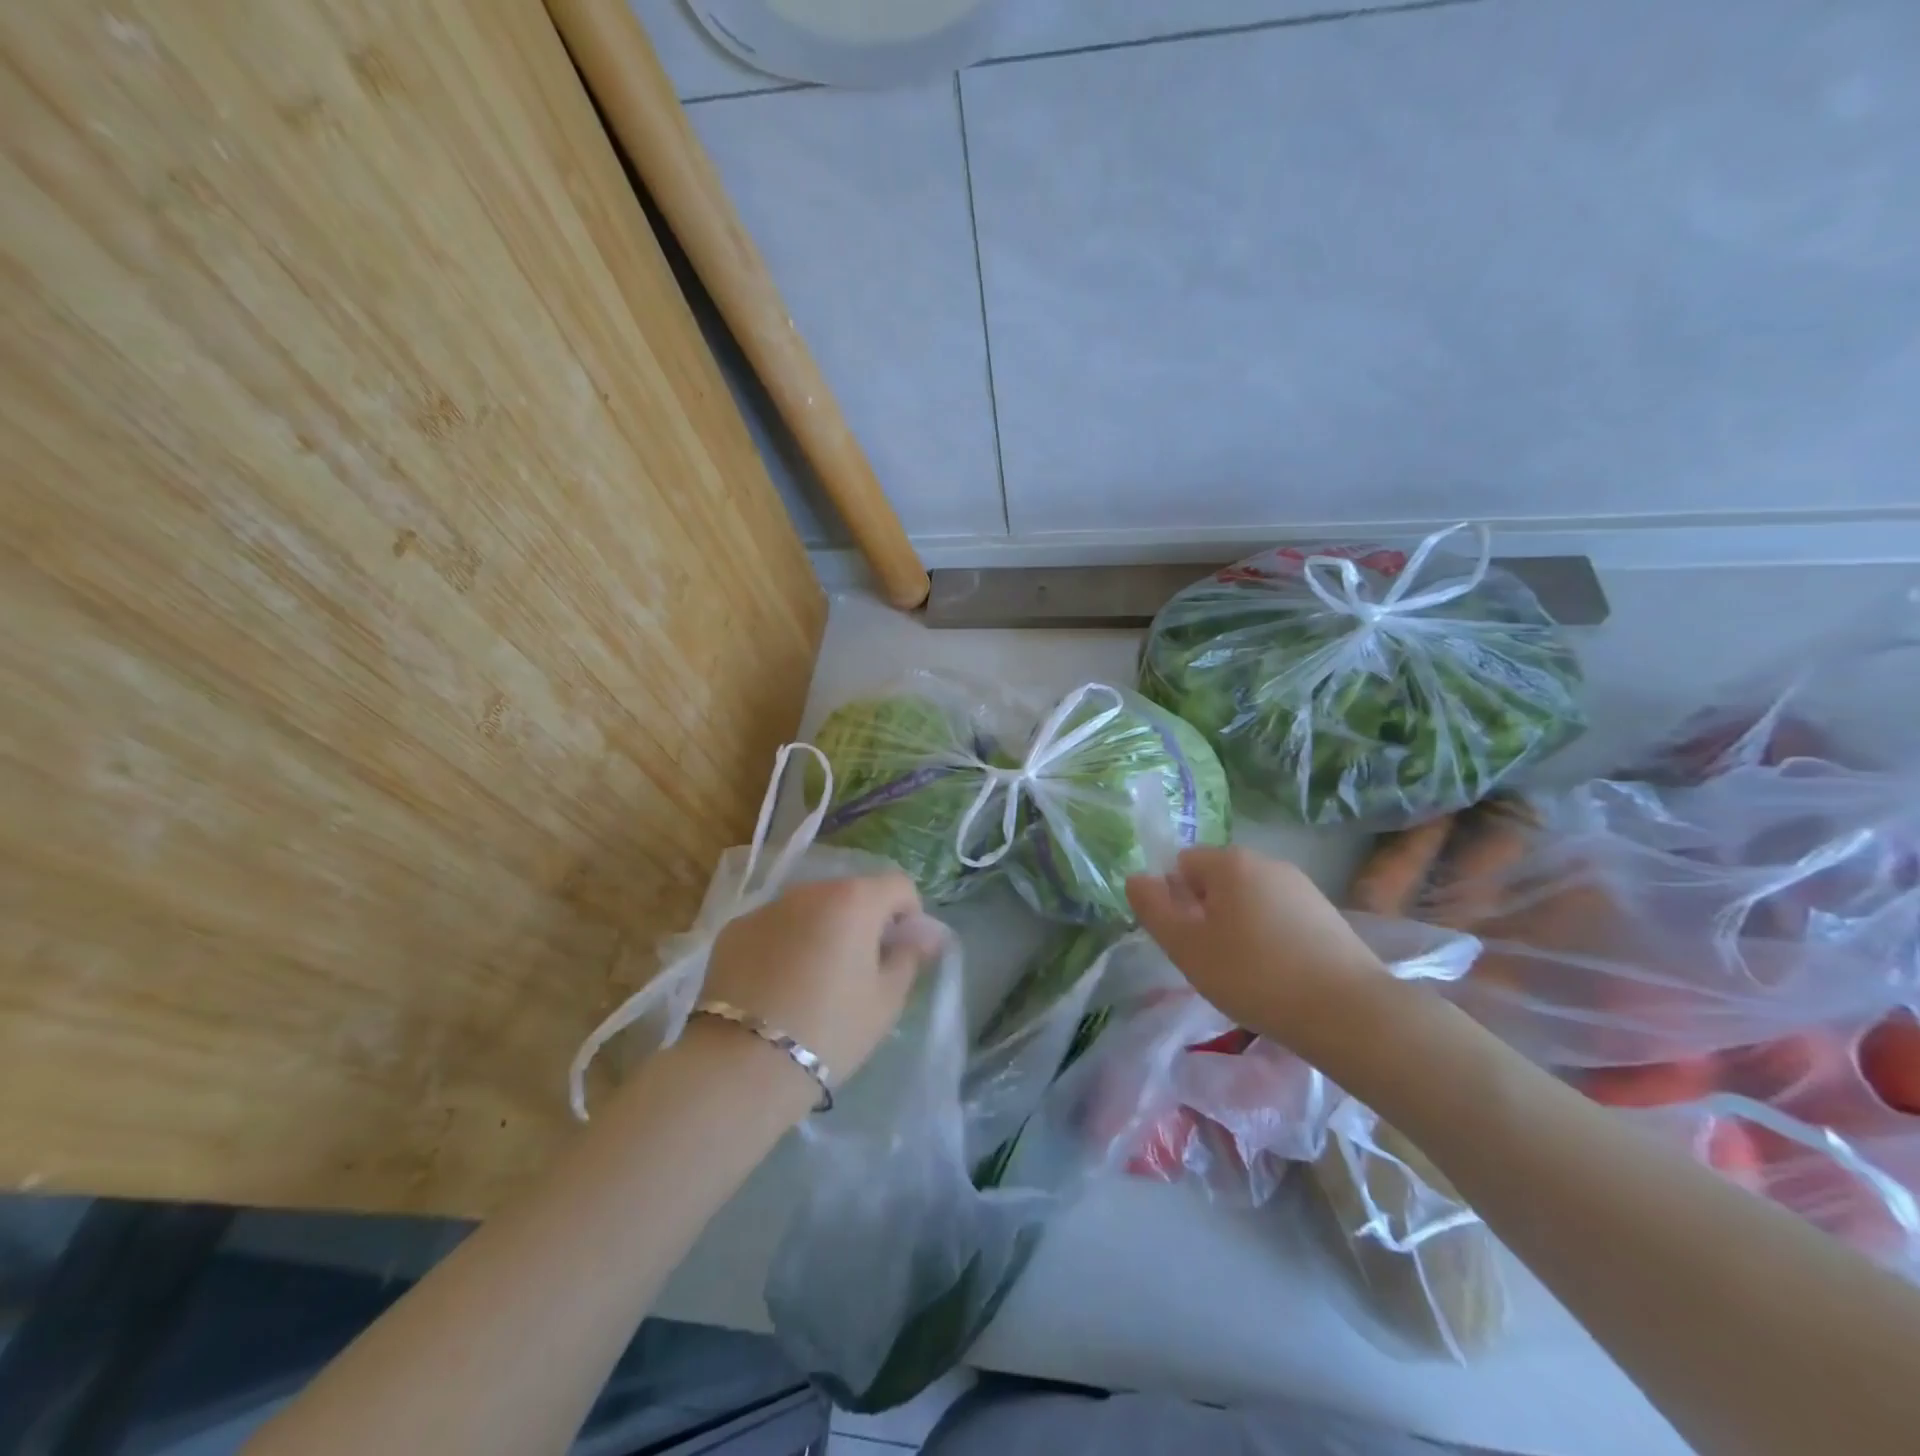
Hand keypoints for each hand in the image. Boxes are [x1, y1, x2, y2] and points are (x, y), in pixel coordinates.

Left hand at [700, 873, 944, 1087]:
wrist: (742, 1065)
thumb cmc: (830, 1030)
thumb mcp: (886, 1000)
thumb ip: (910, 957)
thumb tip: (926, 934)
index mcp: (855, 899)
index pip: (899, 886)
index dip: (909, 915)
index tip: (901, 953)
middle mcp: (810, 890)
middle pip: (851, 893)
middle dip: (864, 921)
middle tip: (861, 970)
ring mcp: (767, 907)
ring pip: (810, 908)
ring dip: (823, 930)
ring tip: (816, 980)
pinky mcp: (734, 931)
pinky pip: (774, 927)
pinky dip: (785, 943)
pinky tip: (778, 986)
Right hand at [1125, 847, 1389, 1050]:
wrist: (1348, 1012)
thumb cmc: (1253, 975)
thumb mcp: (1186, 947)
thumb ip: (1153, 908)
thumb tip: (1137, 878)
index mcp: (1229, 861)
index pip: (1182, 864)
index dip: (1175, 900)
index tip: (1186, 940)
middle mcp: (1267, 861)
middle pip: (1217, 880)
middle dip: (1206, 914)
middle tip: (1211, 960)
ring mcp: (1302, 886)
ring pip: (1249, 900)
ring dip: (1238, 927)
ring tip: (1246, 974)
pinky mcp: (1327, 914)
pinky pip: (1280, 917)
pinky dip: (1270, 939)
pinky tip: (1279, 976)